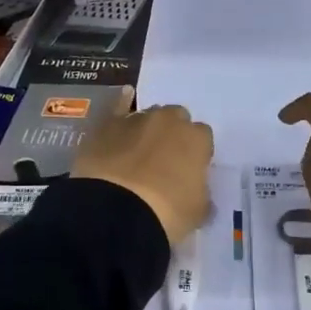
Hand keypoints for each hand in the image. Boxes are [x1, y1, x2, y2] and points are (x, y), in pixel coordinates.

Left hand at [74, 101, 213, 245]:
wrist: (116, 211)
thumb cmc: (167, 212)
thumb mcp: (197, 212)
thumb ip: (202, 196)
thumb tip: (198, 194)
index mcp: (197, 139)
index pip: (203, 138)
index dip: (196, 154)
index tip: (189, 171)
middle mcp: (169, 121)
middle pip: (177, 119)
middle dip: (173, 135)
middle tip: (165, 161)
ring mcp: (136, 119)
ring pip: (148, 116)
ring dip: (147, 130)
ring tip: (138, 153)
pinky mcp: (107, 125)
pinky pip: (118, 107)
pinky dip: (122, 103)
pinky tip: (124, 96)